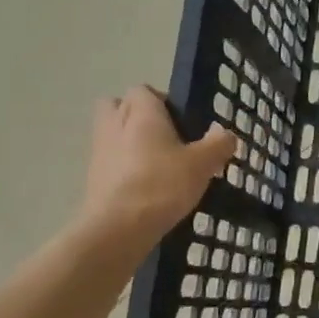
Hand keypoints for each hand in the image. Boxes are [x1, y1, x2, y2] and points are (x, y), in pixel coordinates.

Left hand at [76, 87, 234, 262]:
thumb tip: (226, 133)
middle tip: (165, 136)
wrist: (118, 228)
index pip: (144, 90)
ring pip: (112, 134)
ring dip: (129, 142)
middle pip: (118, 106)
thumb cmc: (162, 184)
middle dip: (137, 116)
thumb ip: (218, 144)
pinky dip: (123, 167)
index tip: (183, 122)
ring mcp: (99, 151)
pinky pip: (109, 161)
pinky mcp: (92, 177)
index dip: (162, 101)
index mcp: (141, 113)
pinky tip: (145, 186)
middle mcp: (115, 124)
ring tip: (158, 164)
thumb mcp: (203, 164)